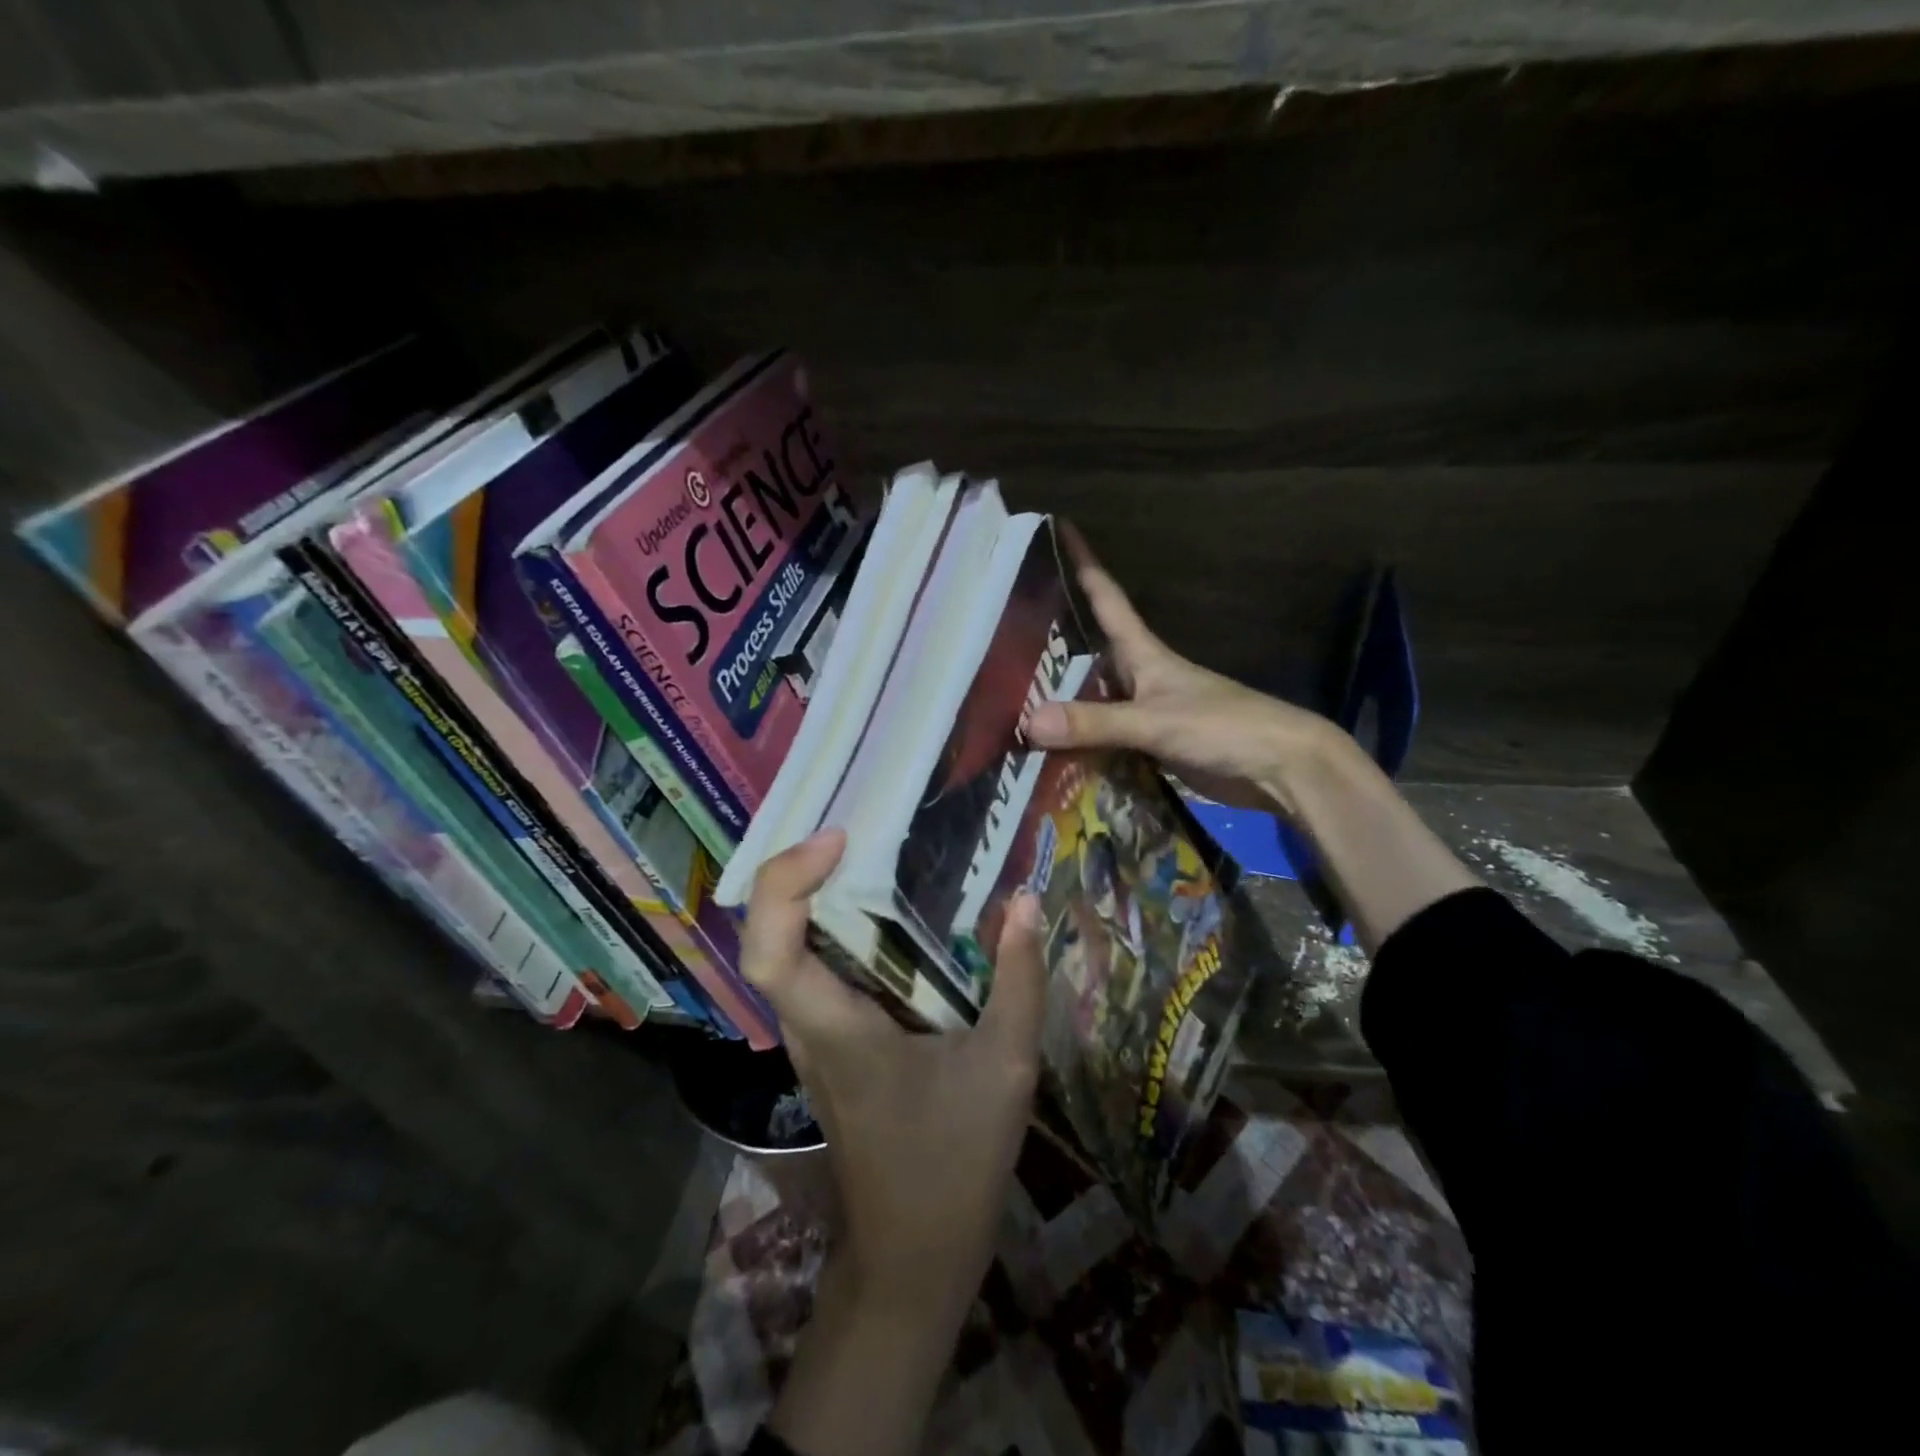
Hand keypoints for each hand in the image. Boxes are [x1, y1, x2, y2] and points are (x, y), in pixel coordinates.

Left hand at [742, 828, 1048, 1455]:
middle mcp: (808, 1025)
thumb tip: (1027, 901)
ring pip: (785, 949)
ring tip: (868, 852)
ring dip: (811, 895)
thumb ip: (1019, 981)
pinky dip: (832, 927)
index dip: (785, 883)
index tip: (837, 839)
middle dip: (796, 871)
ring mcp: (811, 1036)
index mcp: (837, 1029)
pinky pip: (814, 968)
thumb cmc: (954, 1163)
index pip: (770, 948)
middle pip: (767, 935)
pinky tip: (883, 912)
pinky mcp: (828, 1043)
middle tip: (856, 829)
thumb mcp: (1006, 1067)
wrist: (913, 1253)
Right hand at [1026, 526, 1342, 817]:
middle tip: (1006, 637)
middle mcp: (1141, 678)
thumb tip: (1030, 722)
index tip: (1061, 529)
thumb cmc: (1224, 727)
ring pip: (1093, 699)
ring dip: (1061, 700)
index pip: (1108, 599)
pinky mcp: (1152, 746)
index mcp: (1145, 655)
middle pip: (1090, 652)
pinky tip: (1050, 751)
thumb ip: (1096, 722)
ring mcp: (1146, 713)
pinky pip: (1103, 738)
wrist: (1279, 768)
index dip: (1085, 565)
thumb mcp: (1156, 721)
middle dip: (1053, 643)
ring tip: (1012, 700)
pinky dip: (1078, 743)